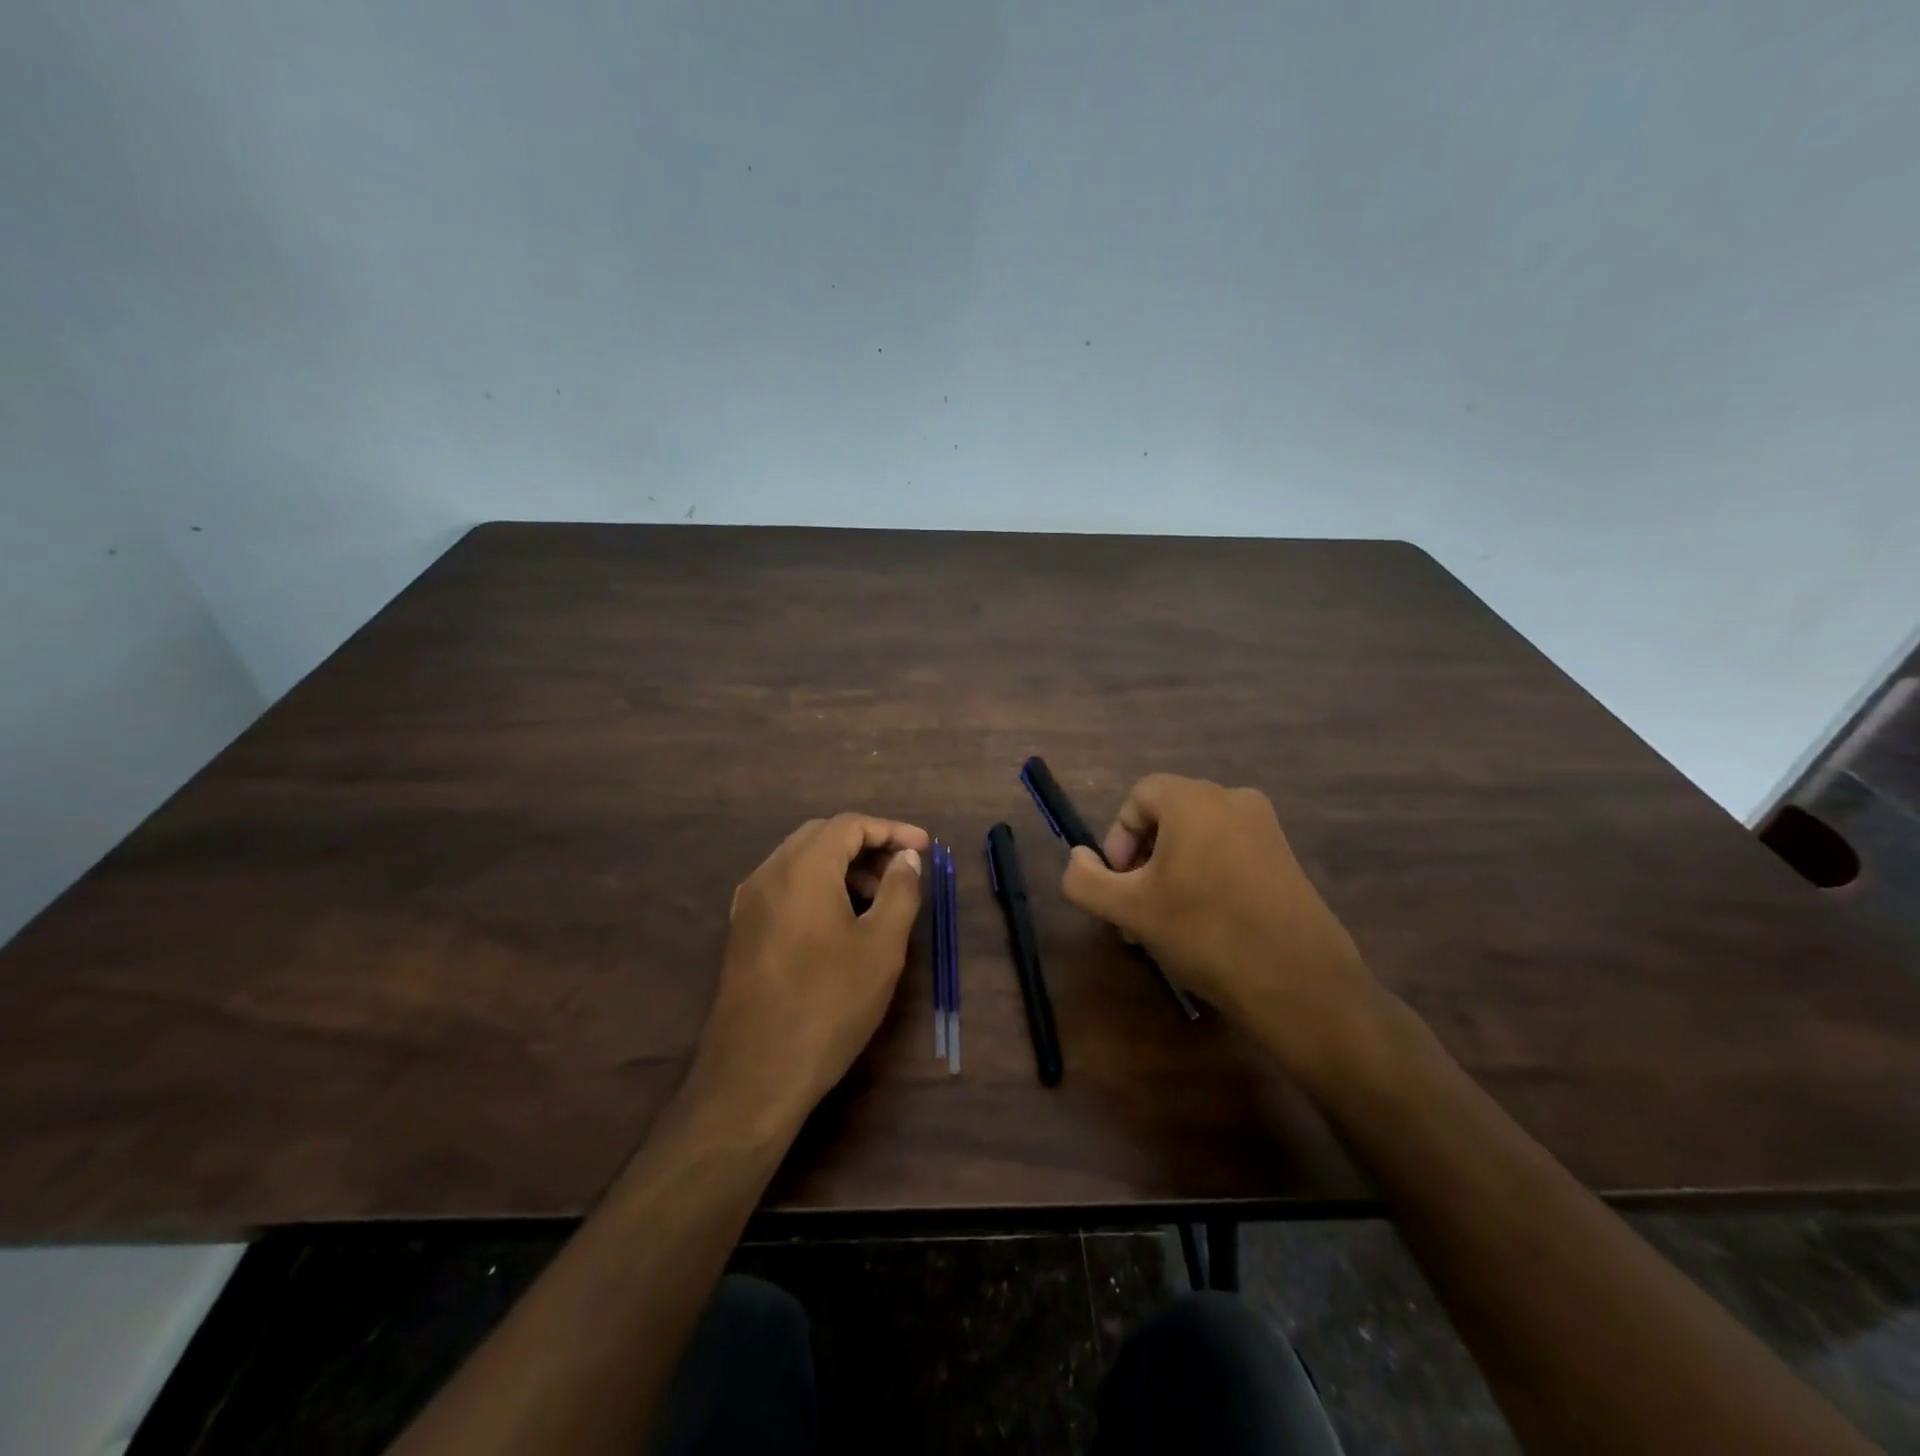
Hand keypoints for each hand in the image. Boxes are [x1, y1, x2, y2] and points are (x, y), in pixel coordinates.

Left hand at [697, 814, 929, 1127]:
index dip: (891, 830)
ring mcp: (749, 903)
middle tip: (903, 870)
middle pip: (821, 836)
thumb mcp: (881, 947)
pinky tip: (841, 920)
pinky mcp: (742, 931)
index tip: (925, 849)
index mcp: (802, 869)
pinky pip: (785, 887)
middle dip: (867, 844)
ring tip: (878, 898)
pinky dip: (818, 886)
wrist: (754, 1075)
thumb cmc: (828, 1005)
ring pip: (800, 861)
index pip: (849, 825)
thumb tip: (905, 858)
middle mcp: (768, 874)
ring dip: (842, 866)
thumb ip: (900, 891)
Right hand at [1060, 775, 1383, 1089]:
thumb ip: (1085, 880)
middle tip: (1135, 909)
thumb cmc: (1204, 933)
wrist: (1299, 982)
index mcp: (1194, 800)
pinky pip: (1229, 853)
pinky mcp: (1286, 858)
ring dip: (1170, 873)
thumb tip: (1079, 859)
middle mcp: (1233, 800)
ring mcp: (1266, 829)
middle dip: (1142, 860)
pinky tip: (1204, 926)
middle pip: (1168, 816)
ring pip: (1198, 838)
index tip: (1118, 884)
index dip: (1117, 838)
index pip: (1138, 797)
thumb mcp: (1129, 910)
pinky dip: (1206, 877)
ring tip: (1165, 924)